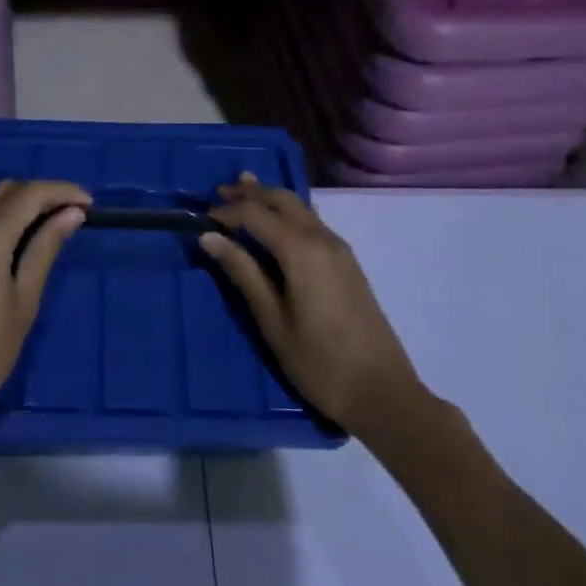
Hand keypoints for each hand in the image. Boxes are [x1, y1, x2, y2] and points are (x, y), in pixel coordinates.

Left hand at [0, 179, 90, 442]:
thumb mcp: (24, 301)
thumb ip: (45, 248)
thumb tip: (72, 214)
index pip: (31, 194)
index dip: (62, 191)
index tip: (87, 202)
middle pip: (5, 190)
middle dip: (38, 196)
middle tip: (66, 216)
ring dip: (11, 206)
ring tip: (36, 231)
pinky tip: (0, 244)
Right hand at [202, 174, 424, 442]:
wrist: (383, 393)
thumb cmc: (319, 362)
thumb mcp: (272, 320)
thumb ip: (243, 273)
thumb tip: (210, 237)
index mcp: (301, 249)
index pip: (255, 213)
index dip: (226, 211)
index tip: (202, 220)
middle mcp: (322, 238)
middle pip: (282, 199)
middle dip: (250, 193)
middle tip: (220, 193)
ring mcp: (340, 249)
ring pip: (300, 207)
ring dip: (271, 199)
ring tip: (245, 194)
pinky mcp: (348, 263)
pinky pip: (312, 222)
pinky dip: (288, 214)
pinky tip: (277, 225)